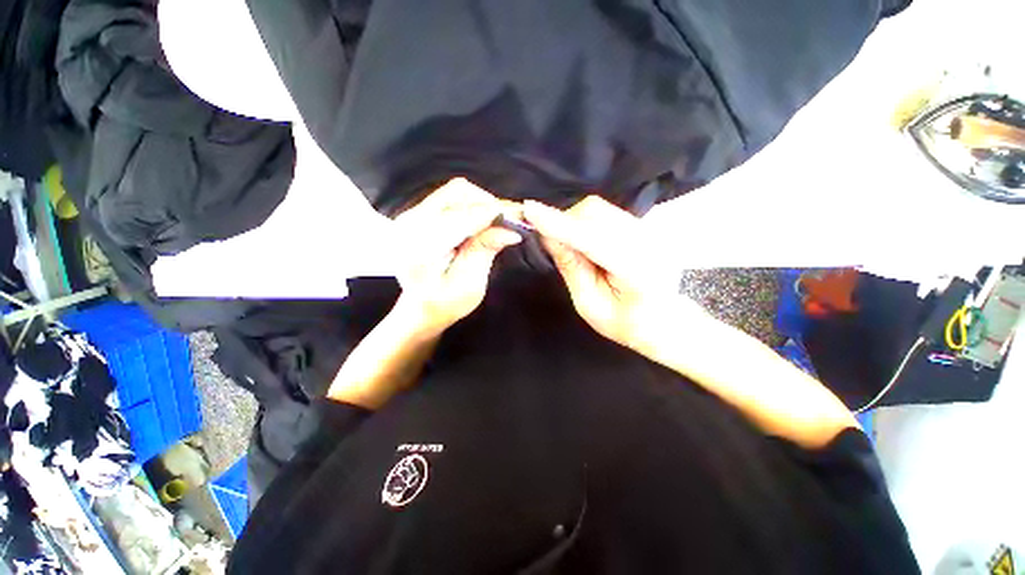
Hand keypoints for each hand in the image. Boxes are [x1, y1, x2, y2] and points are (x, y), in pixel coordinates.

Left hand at [391, 179, 521, 336]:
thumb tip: (511, 230)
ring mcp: (412, 215)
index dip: (494, 213)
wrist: (418, 308)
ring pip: (456, 191)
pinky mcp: (418, 214)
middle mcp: (411, 223)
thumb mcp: (469, 284)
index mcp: (420, 246)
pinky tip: (480, 223)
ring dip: (481, 203)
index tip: (519, 216)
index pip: (463, 216)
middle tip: (508, 222)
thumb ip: (484, 251)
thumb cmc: (444, 304)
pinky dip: (471, 206)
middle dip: (488, 204)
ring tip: (495, 223)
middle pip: (458, 192)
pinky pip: (450, 198)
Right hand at [522, 196, 683, 350]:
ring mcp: (647, 229)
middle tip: (552, 244)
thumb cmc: (626, 323)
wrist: (666, 320)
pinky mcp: (641, 225)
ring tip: (571, 248)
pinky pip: (605, 212)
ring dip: (573, 221)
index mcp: (636, 270)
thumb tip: (548, 236)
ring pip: (599, 208)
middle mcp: (646, 241)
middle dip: (565, 222)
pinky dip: (585, 222)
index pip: (592, 239)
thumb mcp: (590, 305)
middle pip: (595, 213)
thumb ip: (571, 268)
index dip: (559, 224)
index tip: (529, 210)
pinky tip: (585, 243)